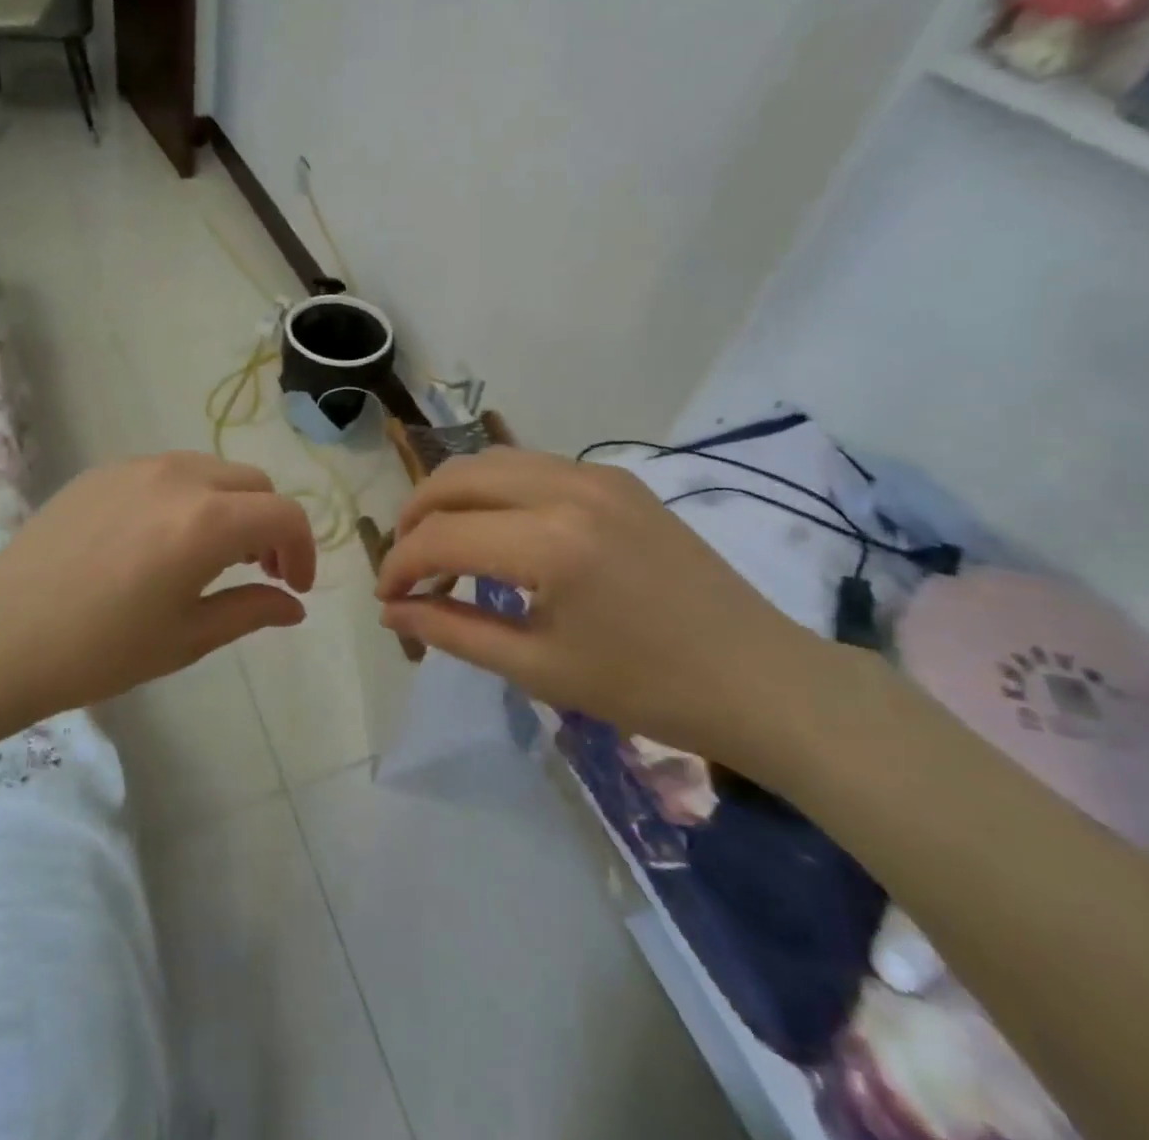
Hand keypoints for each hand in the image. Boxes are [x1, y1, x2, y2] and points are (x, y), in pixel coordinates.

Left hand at [0, 453, 316, 718]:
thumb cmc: (100, 650)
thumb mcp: (187, 638)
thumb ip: (251, 611)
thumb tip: (294, 607)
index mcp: (206, 521)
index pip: (284, 515)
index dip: (304, 549)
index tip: (295, 587)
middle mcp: (178, 477)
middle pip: (253, 484)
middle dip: (270, 524)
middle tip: (261, 571)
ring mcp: (136, 467)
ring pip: (211, 470)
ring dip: (231, 506)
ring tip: (214, 554)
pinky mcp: (103, 471)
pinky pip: (168, 471)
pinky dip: (189, 497)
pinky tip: (163, 539)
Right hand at [375, 447, 833, 770]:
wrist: (761, 678)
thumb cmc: (647, 689)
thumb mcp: (537, 668)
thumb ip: (453, 630)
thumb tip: (392, 611)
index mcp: (550, 544)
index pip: (441, 537)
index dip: (400, 566)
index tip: (387, 599)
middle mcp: (567, 489)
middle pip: (456, 478)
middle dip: (415, 518)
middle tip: (407, 566)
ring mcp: (596, 474)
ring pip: (490, 460)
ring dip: (452, 497)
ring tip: (443, 546)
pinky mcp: (617, 477)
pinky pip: (531, 466)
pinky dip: (494, 490)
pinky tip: (497, 532)